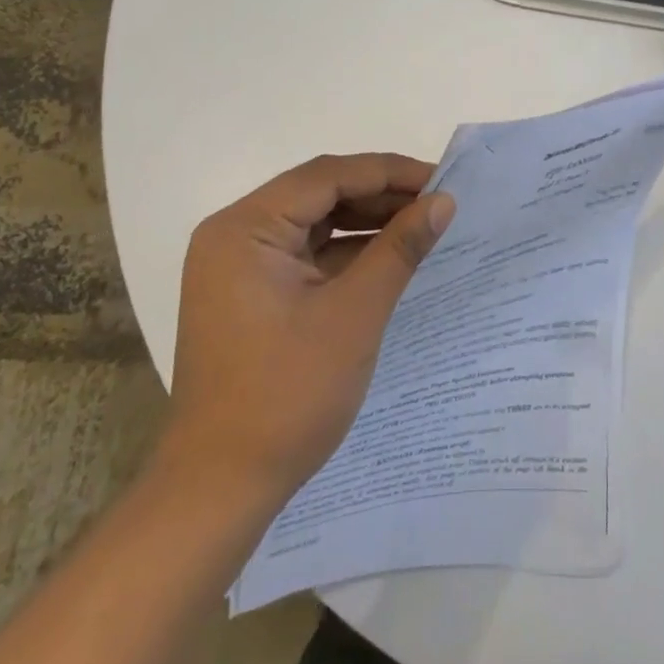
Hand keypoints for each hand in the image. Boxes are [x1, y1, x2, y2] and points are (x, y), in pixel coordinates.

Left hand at [157, 153, 454, 502]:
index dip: (389, 172)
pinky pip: (307, 253)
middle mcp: (236, 235)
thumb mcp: (355, 314)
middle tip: (437, 202)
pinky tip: (389, 255)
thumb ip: (400, 248)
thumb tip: (444, 202)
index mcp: (246, 228)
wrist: (220, 491)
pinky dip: (348, 252)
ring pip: (315, 222)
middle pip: (319, 193)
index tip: (441, 180)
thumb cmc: (286, 395)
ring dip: (367, 222)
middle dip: (381, 195)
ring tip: (422, 224)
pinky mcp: (251, 293)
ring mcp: (240, 266)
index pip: (327, 176)